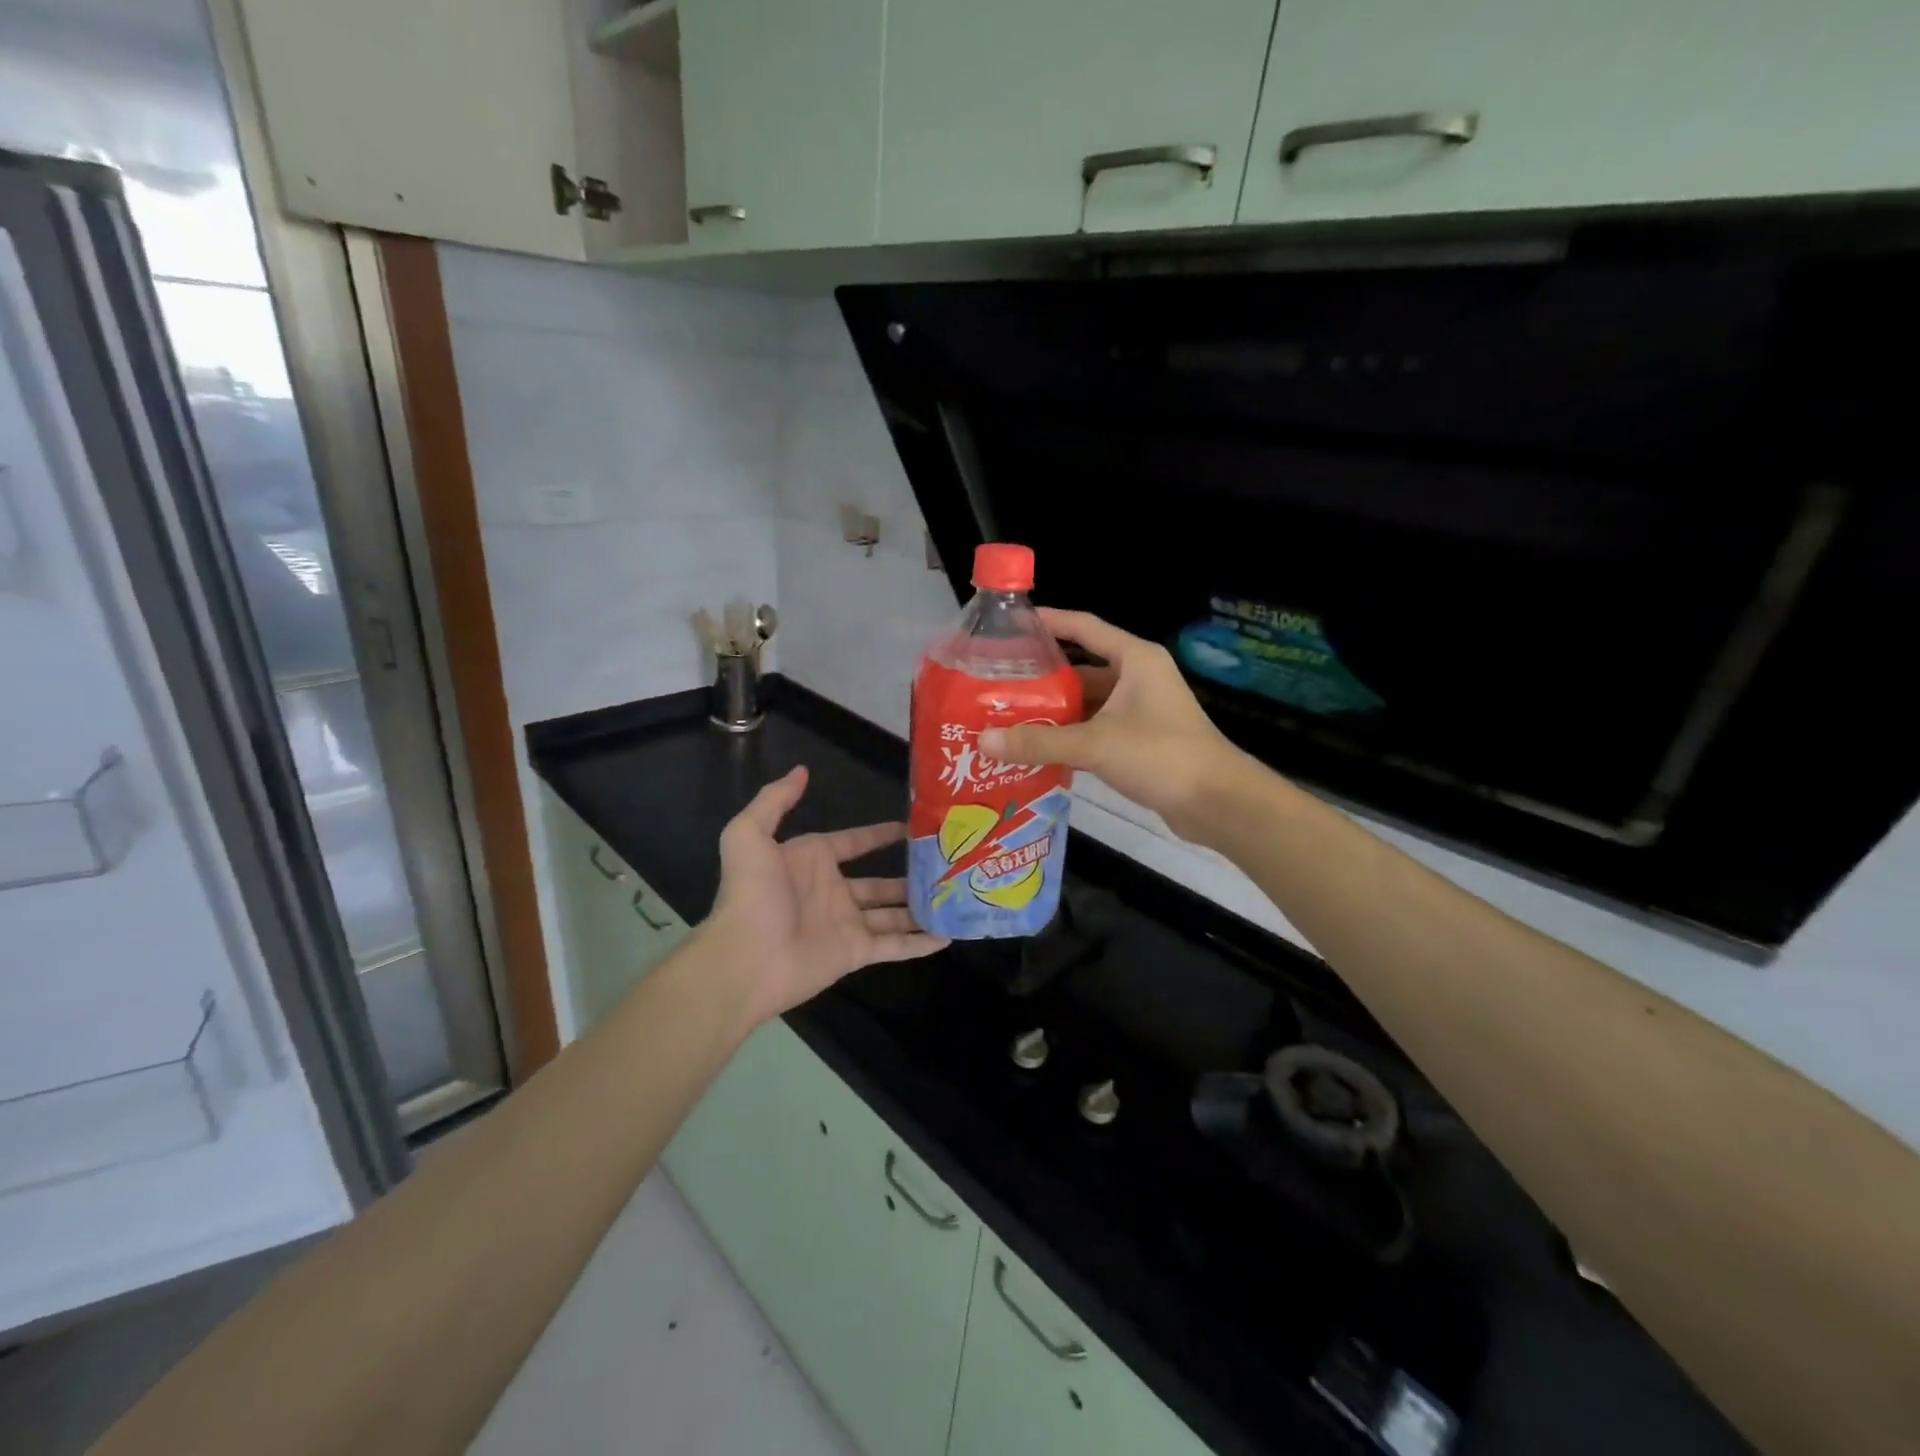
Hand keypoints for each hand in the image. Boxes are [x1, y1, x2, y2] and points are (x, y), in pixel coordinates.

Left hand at [704, 766, 945, 1026]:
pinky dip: (921, 943)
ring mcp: (847, 923)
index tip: (913, 826)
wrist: (745, 958)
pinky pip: (895, 946)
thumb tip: (802, 770)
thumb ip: (774, 800)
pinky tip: (949, 936)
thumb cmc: (751, 893)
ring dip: (921, 907)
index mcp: (812, 861)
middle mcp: (833, 891)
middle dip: (910, 873)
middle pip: (880, 881)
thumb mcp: (748, 834)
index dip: (881, 834)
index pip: (854, 842)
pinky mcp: (856, 953)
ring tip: (955, 897)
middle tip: (946, 864)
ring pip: (893, 913)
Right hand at [978, 609, 1244, 841]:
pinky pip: (1096, 728)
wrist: (1217, 802)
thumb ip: (1040, 741)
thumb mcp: (1095, 744)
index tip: (1011, 624)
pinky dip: (1070, 735)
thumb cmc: (1160, 756)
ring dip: (1055, 710)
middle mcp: (1138, 677)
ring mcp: (1141, 710)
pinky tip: (1038, 746)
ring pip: (1088, 702)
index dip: (1048, 622)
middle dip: (1043, 676)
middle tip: (998, 683)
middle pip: (1082, 667)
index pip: (1084, 627)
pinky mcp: (1141, 739)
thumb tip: (984, 741)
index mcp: (1135, 659)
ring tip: (1009, 716)